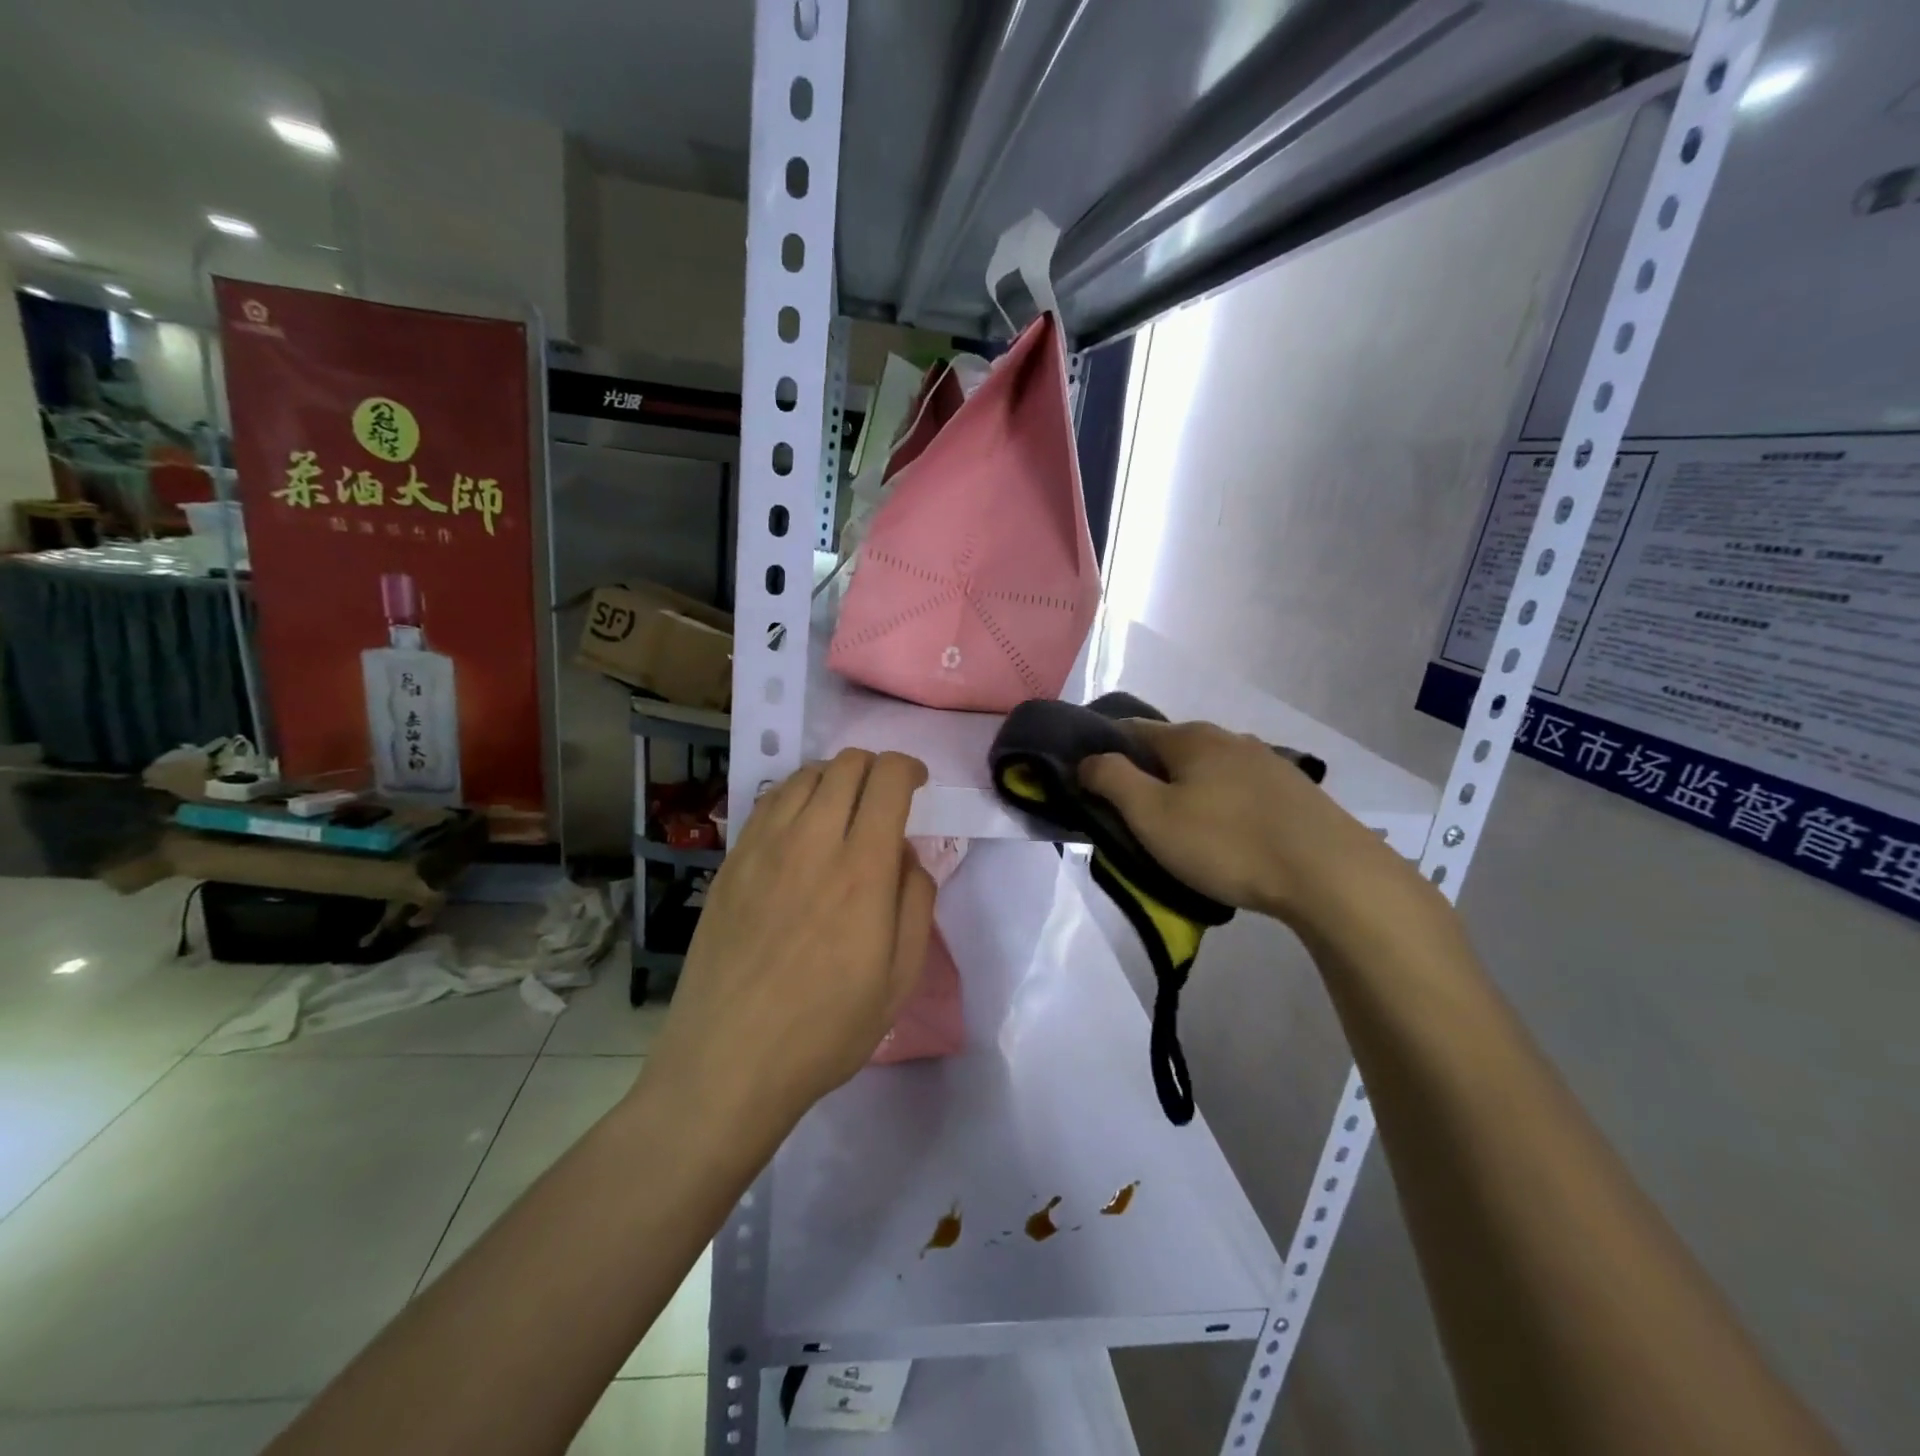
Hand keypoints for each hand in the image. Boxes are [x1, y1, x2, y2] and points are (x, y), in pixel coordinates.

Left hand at [643, 750, 935, 1132]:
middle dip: (875, 768)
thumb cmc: (826, 1028)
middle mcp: (811, 840)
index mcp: (861, 868)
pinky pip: (768, 803)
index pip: (886, 778)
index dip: (907, 767)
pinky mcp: (731, 862)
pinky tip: (799, 831)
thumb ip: (915, 901)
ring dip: (834, 779)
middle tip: (884, 800)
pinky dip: (795, 797)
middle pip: (845, 764)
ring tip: (842, 812)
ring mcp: (763, 847)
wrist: (729, 1061)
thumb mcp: (900, 978)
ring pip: (804, 776)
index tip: (917, 785)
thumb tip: (906, 853)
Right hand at [1079, 719, 1395, 925]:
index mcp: (1190, 737)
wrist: (1330, 874)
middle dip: (1145, 775)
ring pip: (1207, 770)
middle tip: (1131, 816)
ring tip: (1179, 831)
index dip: (1102, 750)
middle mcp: (1228, 738)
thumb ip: (1112, 781)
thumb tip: (1088, 760)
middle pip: (1170, 749)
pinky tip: (1225, 835)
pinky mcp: (1293, 791)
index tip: (1089, 783)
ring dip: (1185, 791)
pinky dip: (1219, 805)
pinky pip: (1238, 790)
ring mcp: (1266, 762)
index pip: (1129, 729)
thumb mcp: (1153, 816)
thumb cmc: (1228, 843)